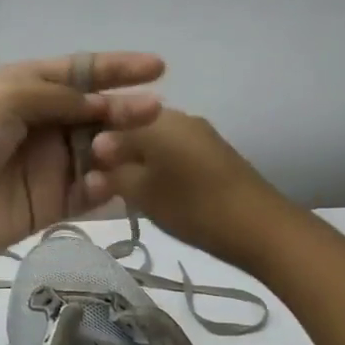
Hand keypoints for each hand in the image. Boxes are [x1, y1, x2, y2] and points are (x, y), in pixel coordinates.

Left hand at [0, 54, 164, 268]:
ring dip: (116, 147)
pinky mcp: (51, 202)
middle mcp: (40, 122)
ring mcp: (47, 164)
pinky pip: (88, 191)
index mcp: (23, 88)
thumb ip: (56, 96)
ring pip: (97, 150)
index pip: (78, 72)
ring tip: (120, 149)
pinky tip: (106, 182)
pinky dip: (102, 185)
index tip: (158, 67)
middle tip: (155, 111)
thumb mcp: (2, 98)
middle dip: (124, 108)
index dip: (116, 68)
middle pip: (94, 111)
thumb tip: (101, 102)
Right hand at [80, 109, 291, 270]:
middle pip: (132, 127)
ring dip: (137, 161)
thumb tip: (92, 160)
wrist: (262, 227)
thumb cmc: (194, 207)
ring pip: (154, 140)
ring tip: (125, 190)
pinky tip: (155, 190)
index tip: (82, 170)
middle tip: (100, 183)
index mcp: (155, 120)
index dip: (91, 143)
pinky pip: (173, 150)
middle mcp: (177, 117)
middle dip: (114, 152)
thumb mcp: (143, 193)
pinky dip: (158, 166)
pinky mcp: (213, 152)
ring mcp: (198, 133)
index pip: (108, 119)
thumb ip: (113, 174)